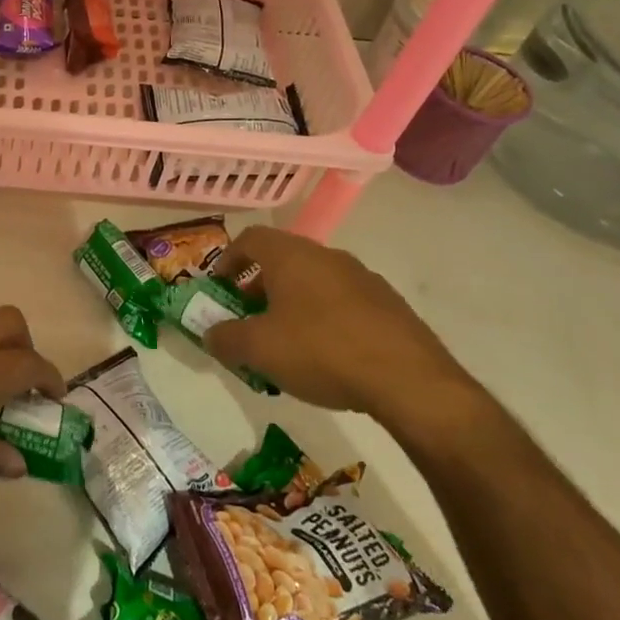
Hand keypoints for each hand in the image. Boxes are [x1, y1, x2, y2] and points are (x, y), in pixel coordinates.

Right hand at [205, 226, 473, 427]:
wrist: (409, 380)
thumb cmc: (321, 351)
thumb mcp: (259, 350)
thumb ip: (226, 339)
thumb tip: (210, 334)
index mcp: (291, 256)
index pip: (250, 239)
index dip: (228, 260)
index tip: (219, 288)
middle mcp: (327, 256)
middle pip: (282, 261)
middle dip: (258, 287)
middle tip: (247, 319)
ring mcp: (362, 278)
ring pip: (313, 282)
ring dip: (291, 304)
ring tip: (285, 343)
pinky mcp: (388, 305)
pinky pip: (342, 303)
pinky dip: (323, 319)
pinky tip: (325, 356)